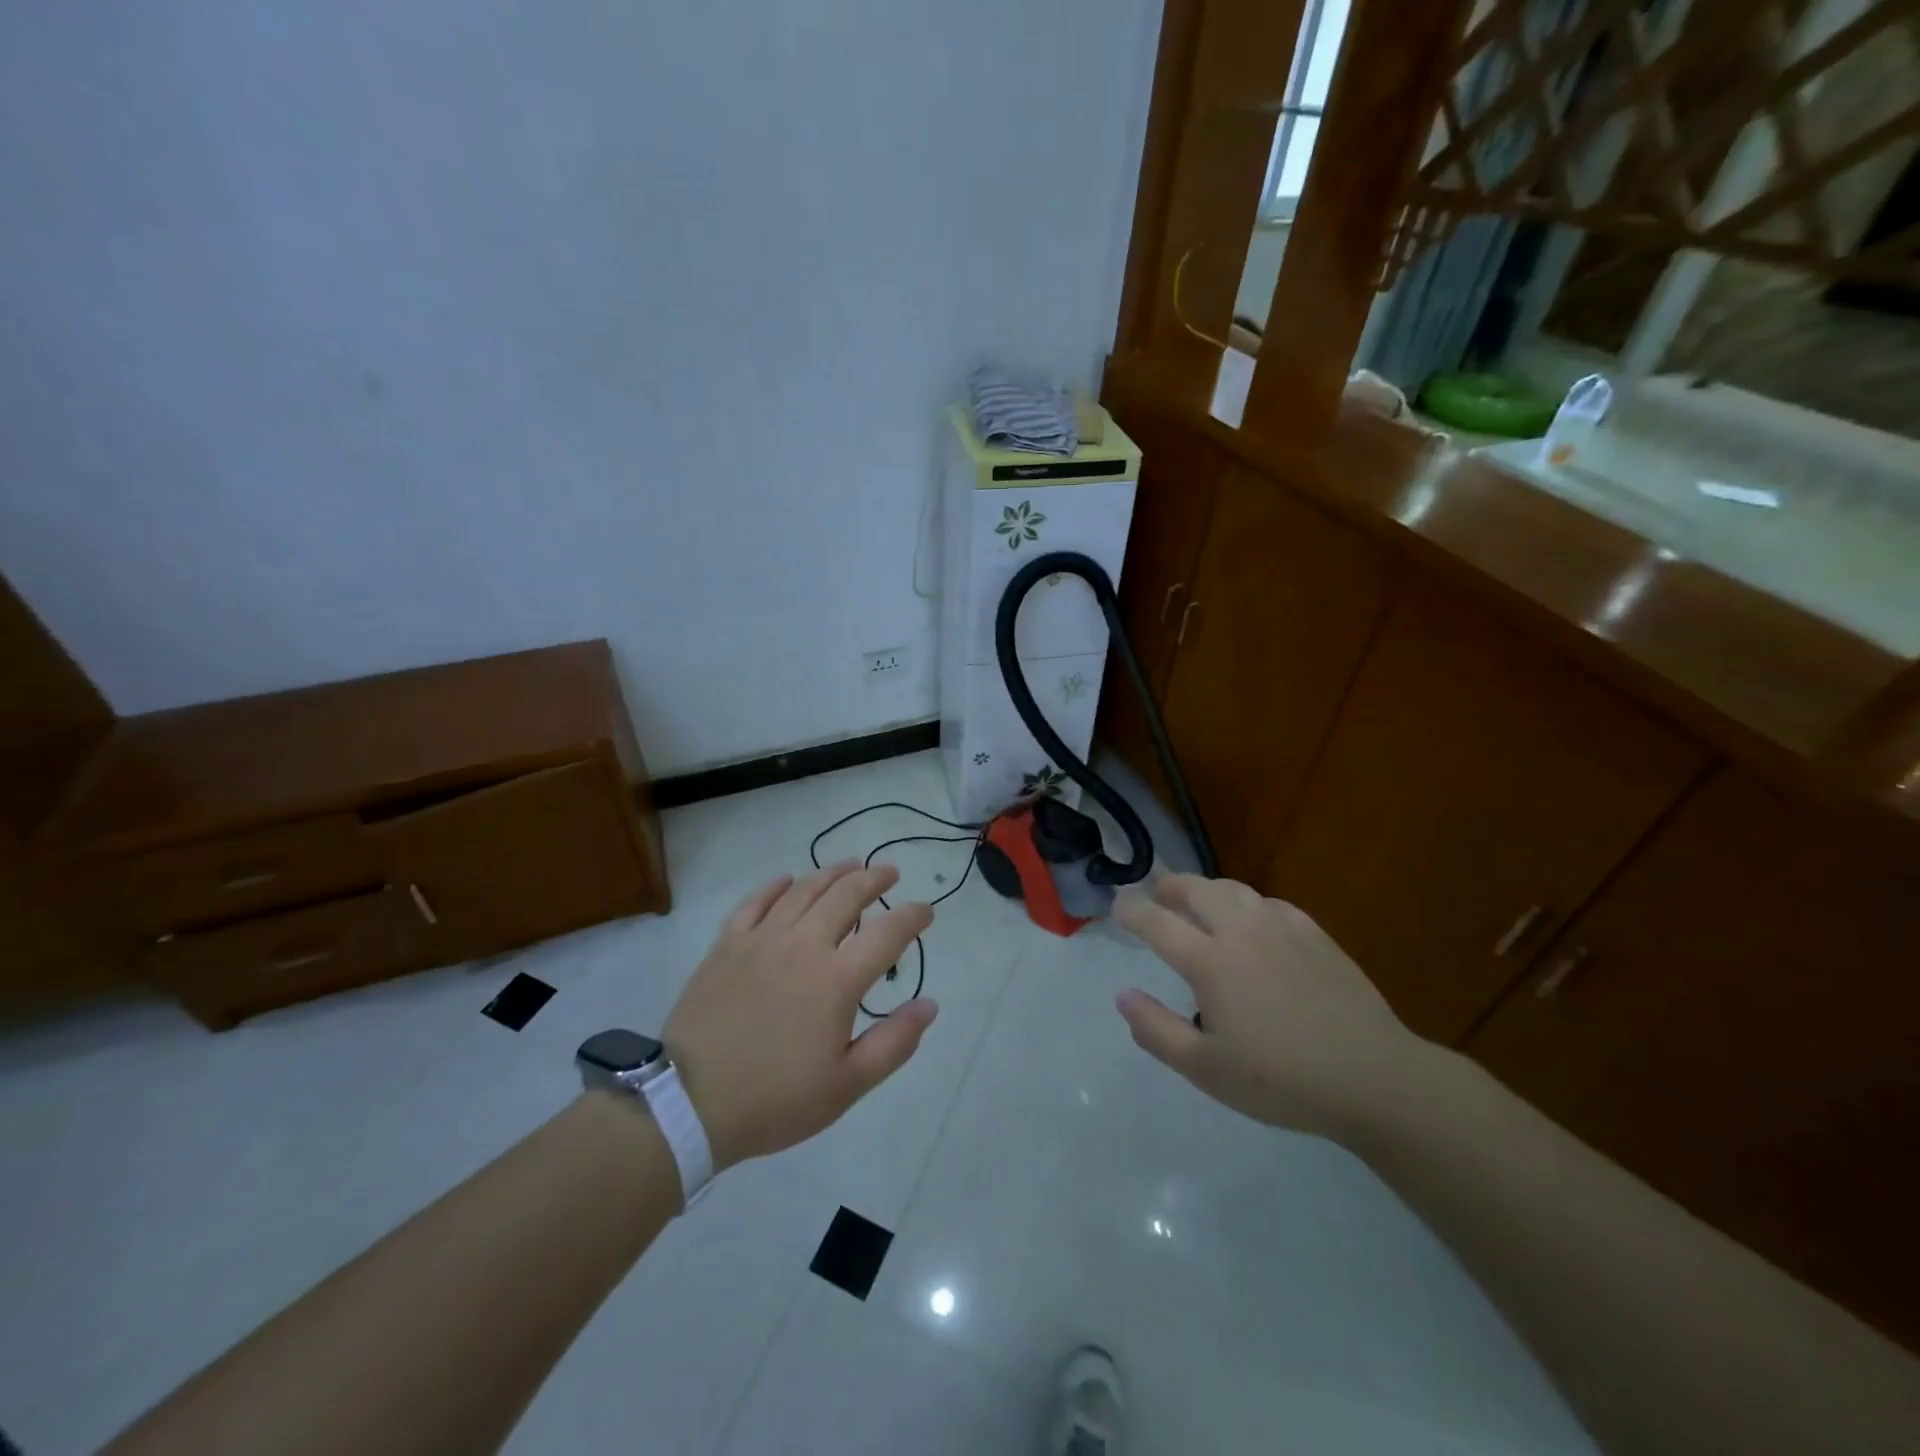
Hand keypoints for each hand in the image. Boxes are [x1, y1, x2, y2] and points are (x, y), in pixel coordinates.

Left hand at [663, 862, 938, 1169]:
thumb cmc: (775, 1099)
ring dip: (832, 873)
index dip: (913, 916)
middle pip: (846, 895)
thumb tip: (930, 1004)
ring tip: (850, 865)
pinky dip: (776, 886)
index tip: (926, 911)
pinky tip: (787, 880)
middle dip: (874, 878)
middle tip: (889, 872)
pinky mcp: (727, 944)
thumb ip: (894, 1042)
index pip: (888, 933)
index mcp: (837, 980)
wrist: (689, 1104)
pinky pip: (755, 902)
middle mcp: (803, 945)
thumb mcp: (847, 1086)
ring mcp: (761, 939)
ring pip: (803, 890)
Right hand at [1113, 874, 1430, 1142]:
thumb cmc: (1282, 1080)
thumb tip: (1122, 995)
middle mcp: (1241, 932)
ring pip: (1234, 889)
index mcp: (1210, 962)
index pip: (1157, 923)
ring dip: (1207, 888)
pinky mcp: (1314, 934)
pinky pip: (1270, 903)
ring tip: (1198, 899)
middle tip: (1156, 893)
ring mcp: (1281, 928)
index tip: (1117, 906)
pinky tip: (1252, 920)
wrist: (1373, 1078)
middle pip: (1196, 890)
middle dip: (1169, 886)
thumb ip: (1157, 1030)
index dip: (1132, 911)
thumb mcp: (1207, 1070)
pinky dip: (1247, 902)